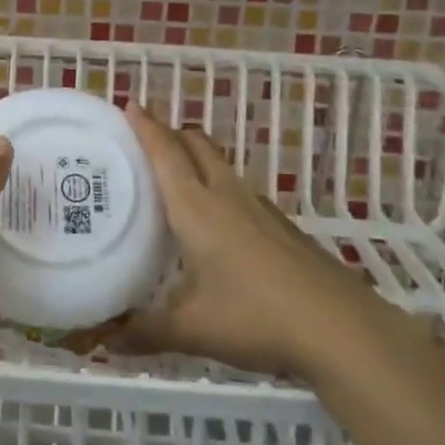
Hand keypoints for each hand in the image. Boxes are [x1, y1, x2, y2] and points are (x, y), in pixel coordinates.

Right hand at [104, 104, 378, 378]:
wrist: (340, 330)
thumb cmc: (255, 318)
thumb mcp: (192, 329)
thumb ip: (144, 332)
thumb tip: (103, 342)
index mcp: (196, 208)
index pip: (165, 153)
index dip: (145, 126)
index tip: (129, 103)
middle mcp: (226, 196)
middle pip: (196, 145)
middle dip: (170, 133)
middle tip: (144, 141)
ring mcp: (259, 209)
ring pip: (220, 165)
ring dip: (195, 157)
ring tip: (174, 176)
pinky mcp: (282, 226)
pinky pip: (239, 190)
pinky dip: (218, 186)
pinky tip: (217, 222)